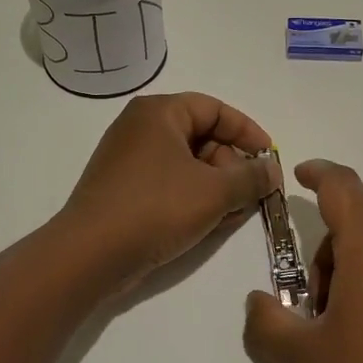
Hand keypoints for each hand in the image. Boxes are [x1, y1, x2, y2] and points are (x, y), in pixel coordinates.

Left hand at [59, 92, 278, 292]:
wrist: (91, 254)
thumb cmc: (156, 208)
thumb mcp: (214, 192)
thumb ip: (251, 177)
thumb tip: (272, 171)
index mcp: (159, 113)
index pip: (214, 109)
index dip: (247, 132)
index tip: (270, 158)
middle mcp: (140, 129)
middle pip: (201, 136)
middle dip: (232, 165)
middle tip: (252, 193)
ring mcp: (128, 160)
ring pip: (187, 165)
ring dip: (217, 186)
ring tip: (234, 213)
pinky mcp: (123, 190)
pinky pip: (169, 184)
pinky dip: (193, 198)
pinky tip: (210, 223)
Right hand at [242, 159, 362, 362]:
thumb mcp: (304, 357)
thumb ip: (266, 324)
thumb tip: (257, 301)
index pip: (341, 186)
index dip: (317, 173)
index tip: (299, 175)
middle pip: (353, 229)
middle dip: (324, 260)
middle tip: (313, 314)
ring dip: (349, 278)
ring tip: (343, 336)